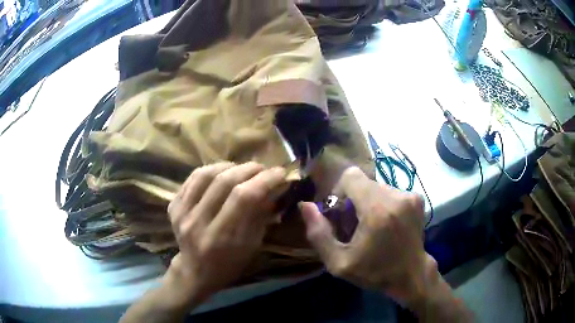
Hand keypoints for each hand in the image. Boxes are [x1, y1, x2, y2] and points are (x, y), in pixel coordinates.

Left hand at [165, 162, 286, 302]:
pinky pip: (193, 178)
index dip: (265, 180)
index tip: (280, 172)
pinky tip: (222, 173)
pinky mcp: (173, 206)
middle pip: (224, 182)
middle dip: (249, 169)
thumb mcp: (252, 246)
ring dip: (229, 166)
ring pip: (206, 174)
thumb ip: (260, 215)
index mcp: (221, 238)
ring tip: (242, 169)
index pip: (243, 197)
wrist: (195, 271)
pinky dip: (211, 170)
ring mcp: (181, 213)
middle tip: (262, 168)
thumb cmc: (229, 263)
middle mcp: (198, 223)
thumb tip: (272, 187)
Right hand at [300, 167, 432, 303]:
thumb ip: (318, 234)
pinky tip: (385, 224)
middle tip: (354, 225)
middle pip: (363, 183)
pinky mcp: (417, 199)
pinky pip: (390, 192)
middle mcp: (396, 196)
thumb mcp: (339, 262)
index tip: (341, 213)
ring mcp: (410, 196)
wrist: (411, 275)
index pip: (351, 176)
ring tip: (371, 227)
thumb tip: (305, 205)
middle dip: (353, 199)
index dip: (339, 191)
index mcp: (377, 210)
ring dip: (368, 202)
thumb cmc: (375, 272)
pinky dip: (382, 204)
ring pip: (376, 187)